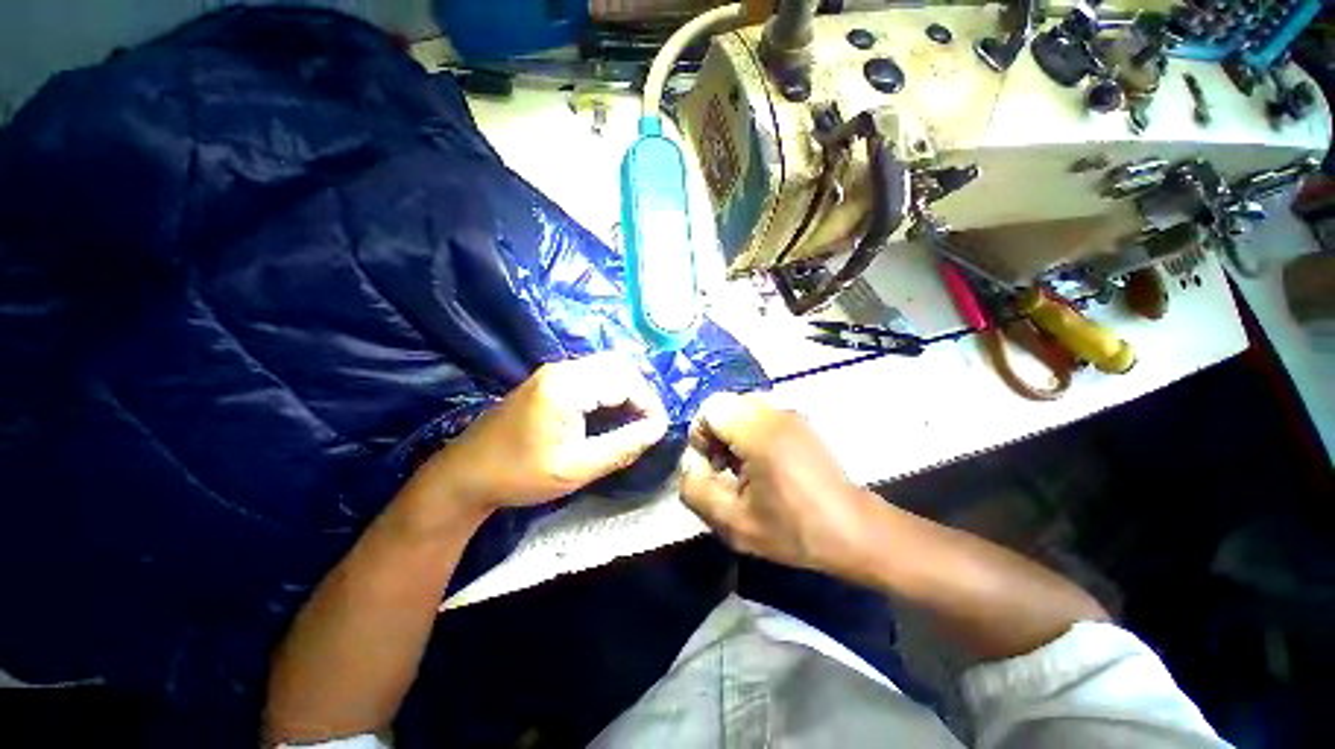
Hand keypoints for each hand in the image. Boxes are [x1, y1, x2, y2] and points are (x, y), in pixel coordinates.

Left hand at [417, 353, 667, 517]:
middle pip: (618, 366)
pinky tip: (612, 413)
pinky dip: (610, 390)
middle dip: (640, 393)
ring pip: (606, 368)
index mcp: (567, 386)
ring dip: (626, 390)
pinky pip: (591, 376)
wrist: (465, 475)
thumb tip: (657, 430)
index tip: (658, 430)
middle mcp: (562, 369)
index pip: (625, 381)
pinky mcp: (549, 381)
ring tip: (635, 420)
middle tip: (648, 423)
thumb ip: (622, 446)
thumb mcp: (577, 467)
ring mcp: (553, 372)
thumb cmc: (520, 474)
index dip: (649, 403)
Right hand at [678, 393, 876, 573]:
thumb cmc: (794, 529)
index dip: (700, 436)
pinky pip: (758, 415)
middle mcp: (775, 411)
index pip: (710, 408)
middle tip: (724, 469)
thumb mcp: (733, 523)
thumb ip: (695, 489)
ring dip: (731, 434)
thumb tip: (691, 461)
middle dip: (714, 435)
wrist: (853, 530)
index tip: (711, 468)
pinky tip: (760, 464)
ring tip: (741, 469)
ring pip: (740, 408)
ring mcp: (790, 413)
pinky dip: (748, 433)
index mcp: (760, 432)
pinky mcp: (798, 420)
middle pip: (724, 405)